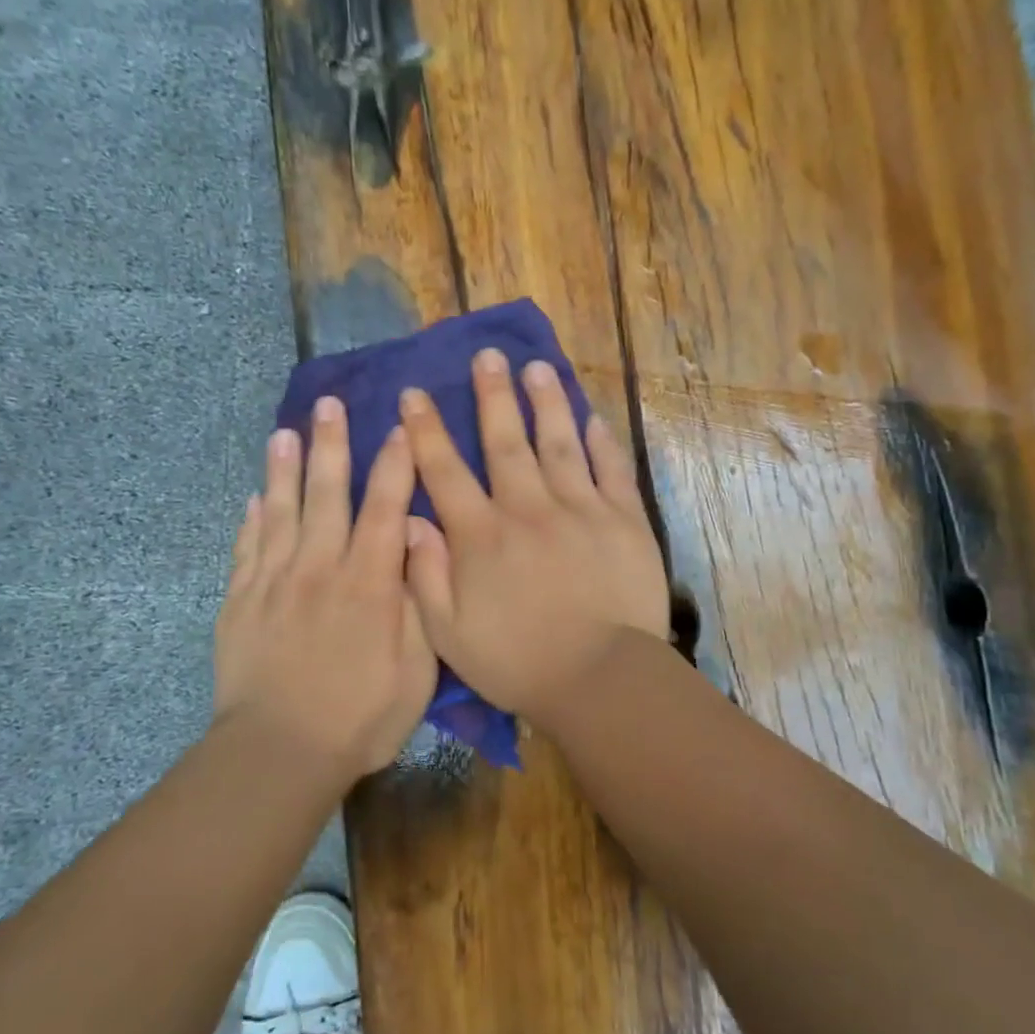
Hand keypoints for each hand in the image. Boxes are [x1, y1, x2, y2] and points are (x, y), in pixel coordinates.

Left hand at [214, 397, 435, 781]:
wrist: (279, 752)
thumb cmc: (361, 717)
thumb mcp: (417, 669)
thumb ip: (420, 602)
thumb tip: (419, 544)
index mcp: (369, 582)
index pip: (385, 507)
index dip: (395, 464)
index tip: (399, 427)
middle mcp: (320, 568)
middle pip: (327, 494)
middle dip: (332, 446)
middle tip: (329, 404)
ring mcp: (274, 583)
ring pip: (280, 512)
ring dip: (285, 469)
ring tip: (285, 432)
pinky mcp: (240, 603)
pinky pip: (246, 549)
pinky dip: (251, 520)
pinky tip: (255, 498)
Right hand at [399, 347, 668, 723]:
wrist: (600, 678)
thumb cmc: (518, 662)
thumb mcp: (449, 635)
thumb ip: (425, 576)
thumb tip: (410, 520)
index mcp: (481, 536)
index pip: (445, 472)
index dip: (426, 431)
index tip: (415, 395)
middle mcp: (528, 509)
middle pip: (505, 441)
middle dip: (492, 395)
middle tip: (487, 355)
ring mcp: (580, 509)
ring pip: (558, 443)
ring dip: (545, 402)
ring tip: (537, 368)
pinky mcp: (624, 519)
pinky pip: (611, 469)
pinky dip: (601, 441)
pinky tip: (592, 417)